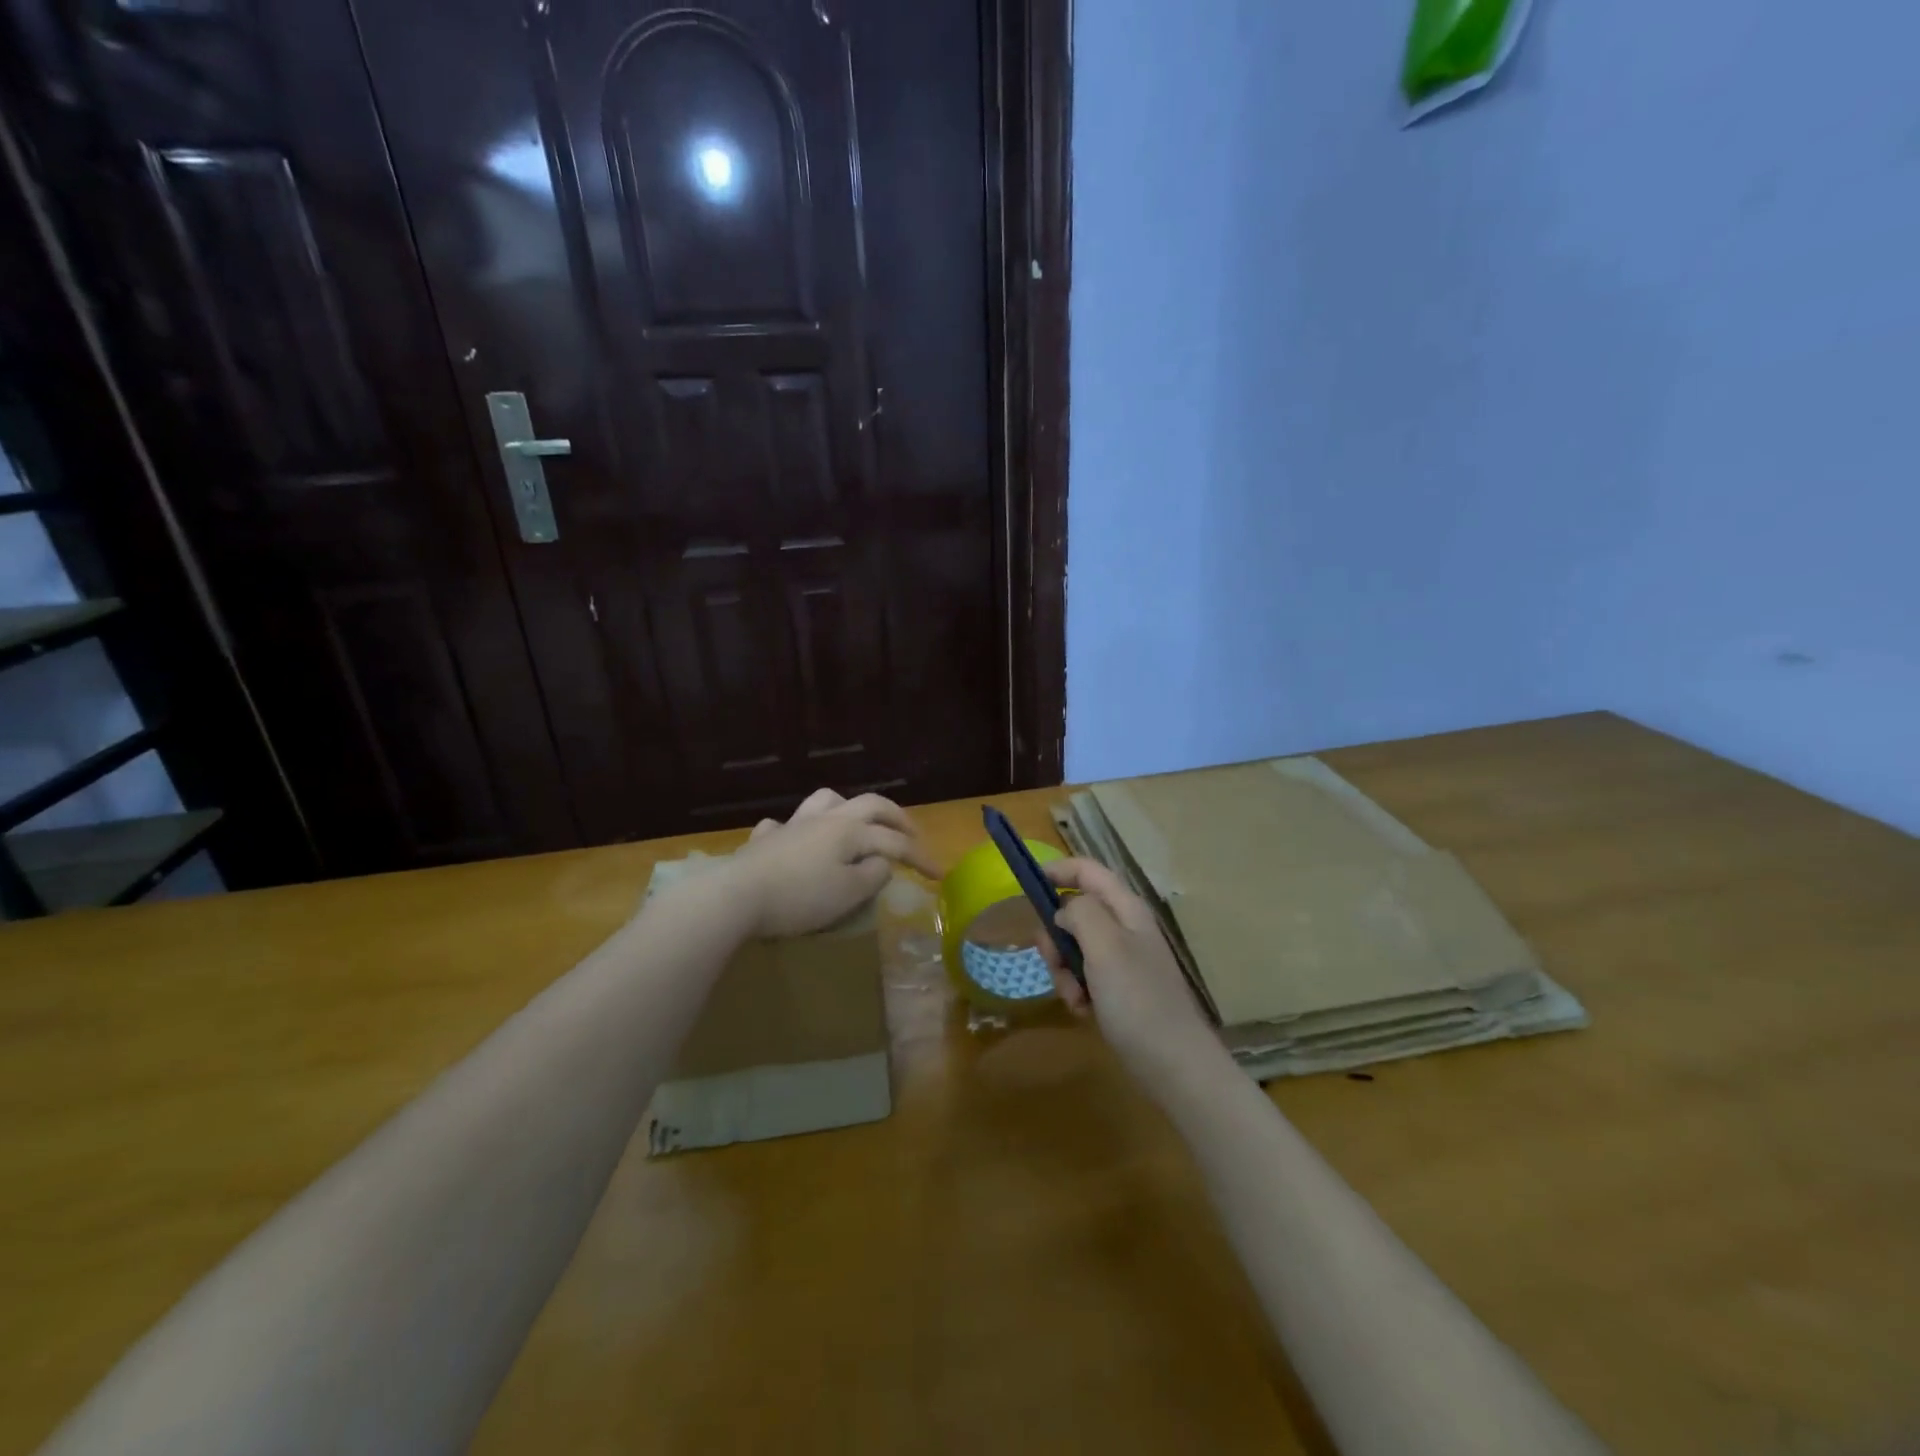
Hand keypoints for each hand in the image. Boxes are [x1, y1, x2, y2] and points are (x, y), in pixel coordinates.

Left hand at [726, 788, 942, 938]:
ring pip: (827, 800)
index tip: (939, 875)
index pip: (895, 841)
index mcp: (850, 831)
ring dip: (849, 808)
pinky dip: (798, 829)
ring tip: (857, 823)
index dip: (920, 857)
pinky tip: (797, 839)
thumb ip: (873, 875)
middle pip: (869, 804)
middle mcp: (826, 819)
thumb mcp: (848, 894)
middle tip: (911, 833)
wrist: (736, 896)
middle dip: (896, 817)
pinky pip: (784, 824)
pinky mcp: (765, 841)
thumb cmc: (800, 897)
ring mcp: (793, 825)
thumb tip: (882, 861)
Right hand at [1040, 858, 1216, 1083]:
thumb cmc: (1138, 999)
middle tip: (1053, 961)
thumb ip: (1081, 914)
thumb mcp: (1105, 946)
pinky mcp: (1119, 989)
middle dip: (1056, 936)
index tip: (1027, 886)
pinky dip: (1077, 990)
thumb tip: (1064, 910)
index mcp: (1126, 909)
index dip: (1058, 870)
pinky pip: (1084, 976)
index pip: (1088, 871)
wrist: (1174, 1064)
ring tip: (1074, 997)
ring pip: (1075, 947)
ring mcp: (1123, 959)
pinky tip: (1083, 1012)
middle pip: (1075, 912)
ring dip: (1064, 970)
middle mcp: (1125, 928)